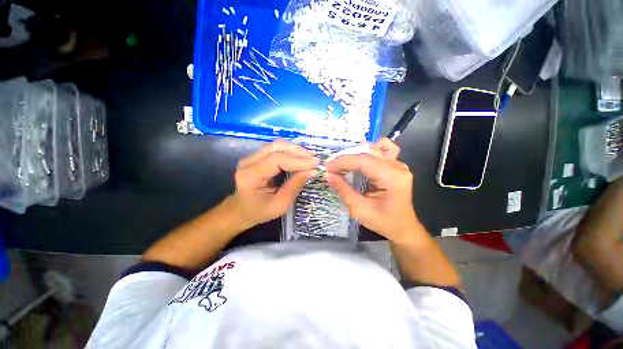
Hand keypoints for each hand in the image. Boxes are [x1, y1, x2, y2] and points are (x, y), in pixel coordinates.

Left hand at [230, 140, 317, 229]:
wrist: (241, 210)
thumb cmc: (259, 212)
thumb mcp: (280, 205)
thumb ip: (295, 185)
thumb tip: (312, 170)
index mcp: (250, 176)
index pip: (277, 160)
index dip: (298, 160)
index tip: (315, 164)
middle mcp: (248, 162)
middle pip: (277, 147)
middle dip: (298, 152)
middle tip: (314, 160)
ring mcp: (251, 157)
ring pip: (277, 145)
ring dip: (295, 150)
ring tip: (309, 159)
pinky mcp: (256, 156)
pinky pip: (276, 149)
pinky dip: (290, 152)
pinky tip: (299, 158)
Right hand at [325, 139, 420, 242]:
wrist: (402, 228)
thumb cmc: (383, 222)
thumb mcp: (360, 209)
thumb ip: (343, 190)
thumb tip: (328, 175)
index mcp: (392, 177)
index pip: (363, 161)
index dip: (342, 162)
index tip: (327, 167)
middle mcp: (397, 166)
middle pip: (368, 152)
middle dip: (347, 158)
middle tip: (332, 167)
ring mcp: (398, 165)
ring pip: (376, 147)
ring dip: (358, 153)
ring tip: (344, 162)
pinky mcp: (395, 166)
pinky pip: (382, 151)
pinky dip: (368, 152)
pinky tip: (359, 160)